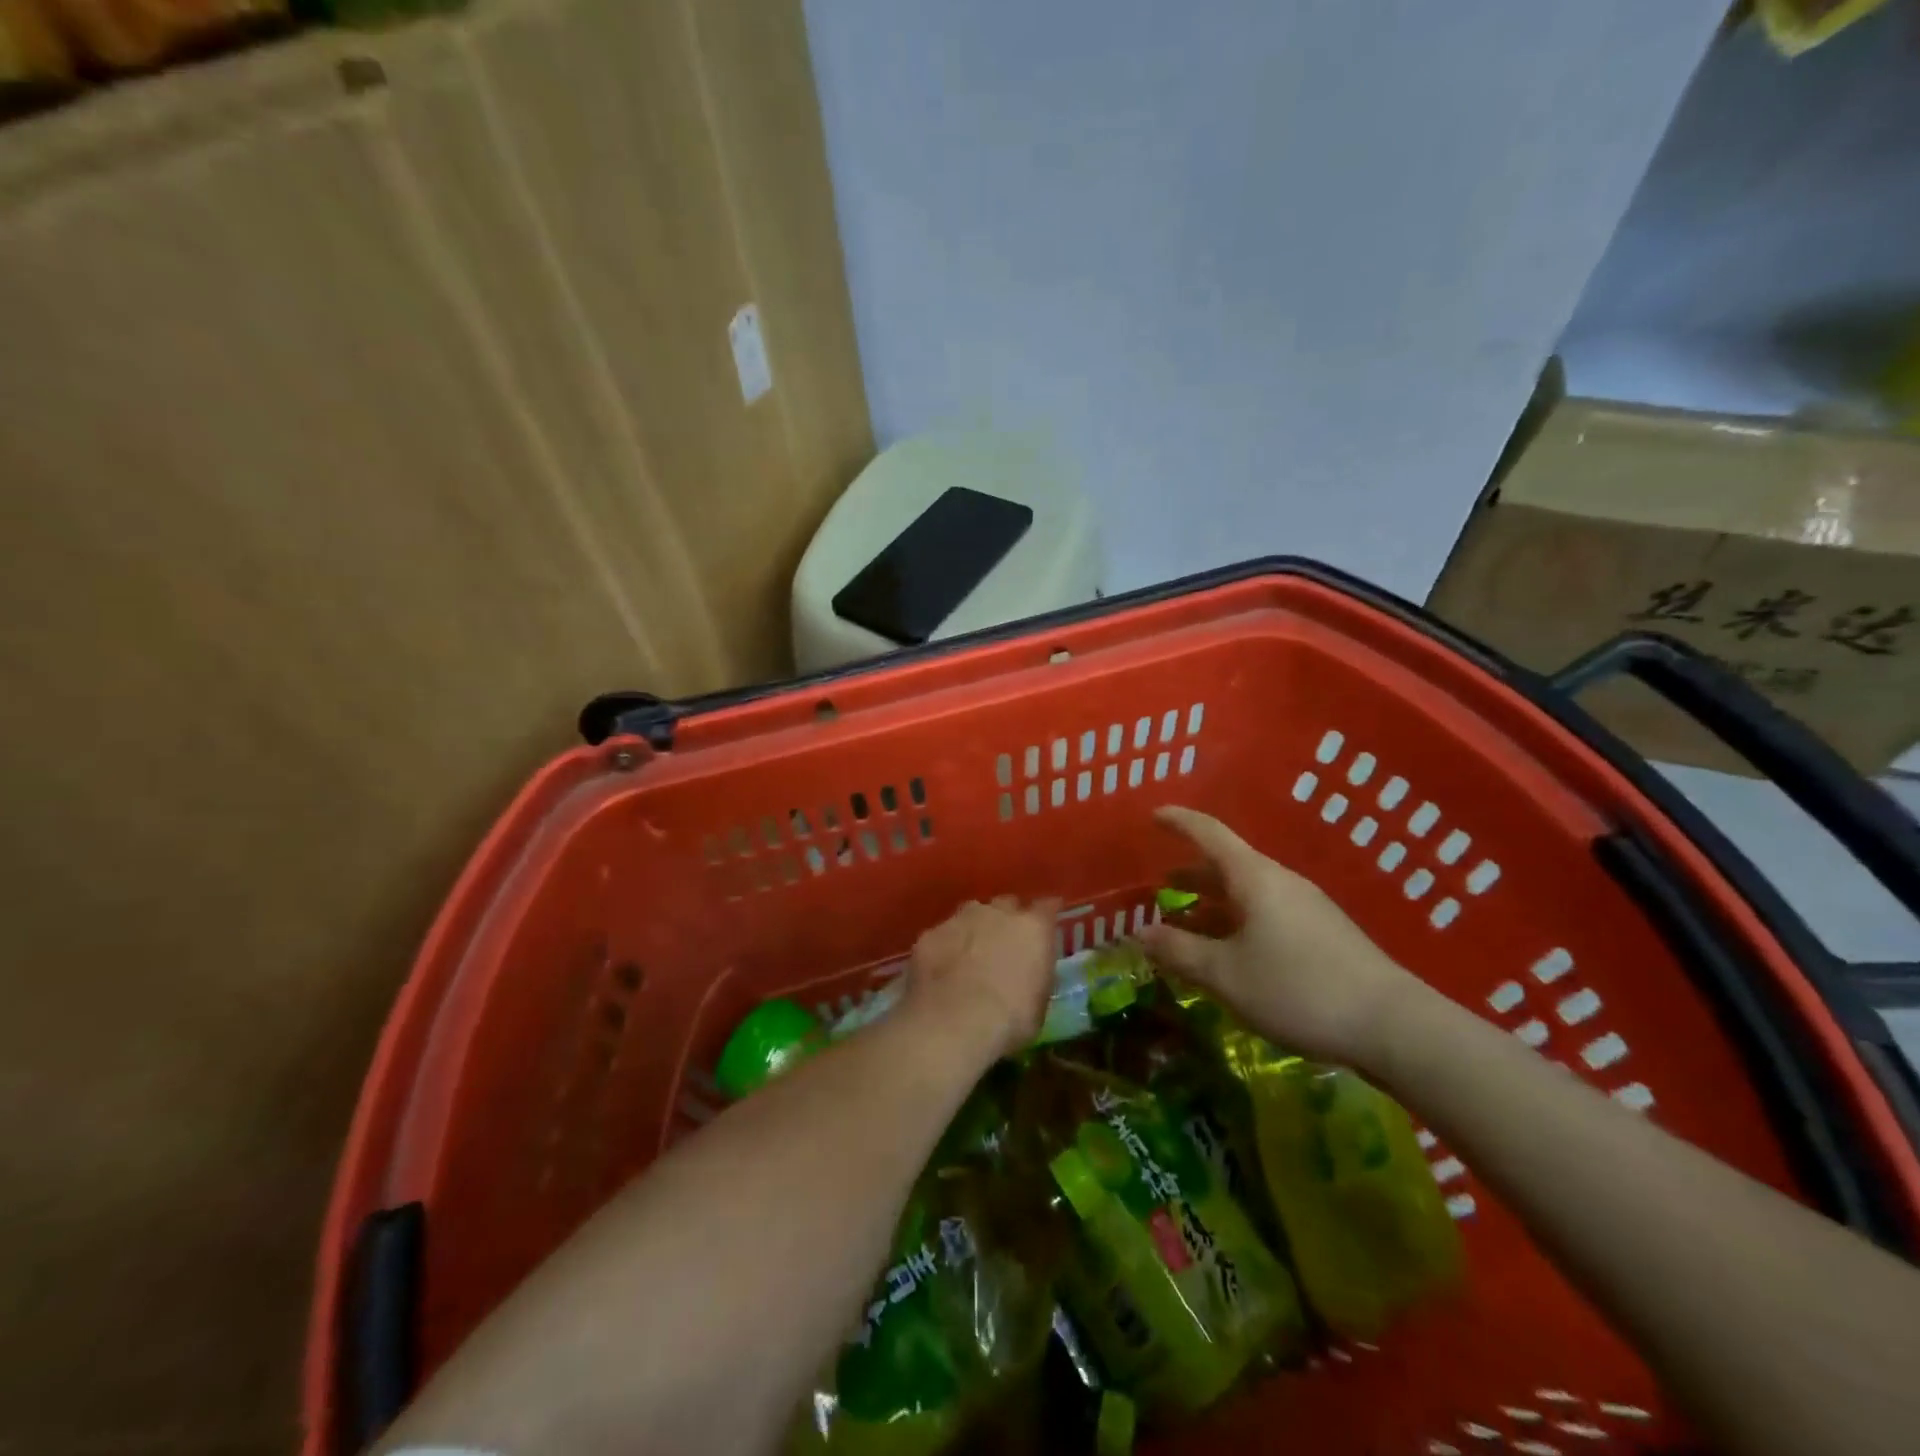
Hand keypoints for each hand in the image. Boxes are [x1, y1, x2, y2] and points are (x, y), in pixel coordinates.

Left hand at [904, 896, 1060, 1061]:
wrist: (955, 1023)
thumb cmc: (1011, 1020)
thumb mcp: (1039, 1003)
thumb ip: (1035, 974)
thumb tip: (1028, 972)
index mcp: (1032, 928)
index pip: (1046, 907)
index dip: (1045, 915)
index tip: (1044, 925)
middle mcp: (997, 913)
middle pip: (1005, 905)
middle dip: (1006, 919)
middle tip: (1004, 944)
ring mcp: (960, 920)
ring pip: (970, 915)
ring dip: (974, 929)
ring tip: (970, 956)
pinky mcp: (930, 935)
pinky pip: (941, 936)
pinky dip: (944, 948)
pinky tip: (942, 970)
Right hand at [1139, 806, 1426, 1066]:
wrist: (1393, 1026)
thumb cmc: (1298, 988)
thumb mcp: (1225, 974)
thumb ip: (1179, 951)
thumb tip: (1140, 933)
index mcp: (1255, 877)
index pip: (1209, 834)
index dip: (1178, 822)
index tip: (1153, 816)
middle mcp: (1280, 883)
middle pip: (1227, 865)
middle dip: (1190, 875)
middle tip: (1158, 888)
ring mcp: (1305, 908)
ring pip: (1246, 894)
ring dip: (1212, 905)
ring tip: (1185, 926)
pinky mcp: (1321, 935)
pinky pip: (1265, 914)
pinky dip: (1235, 923)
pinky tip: (1228, 954)